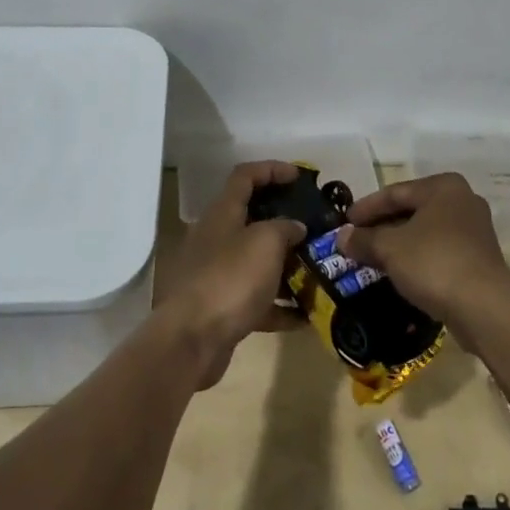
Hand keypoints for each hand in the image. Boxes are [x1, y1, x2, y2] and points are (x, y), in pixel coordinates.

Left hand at [156, 161, 306, 386]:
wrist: (192, 339)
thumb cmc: (231, 278)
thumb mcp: (266, 242)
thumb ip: (285, 228)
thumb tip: (295, 228)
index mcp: (223, 213)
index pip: (245, 176)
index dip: (271, 169)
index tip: (299, 176)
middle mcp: (216, 238)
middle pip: (252, 219)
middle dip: (284, 222)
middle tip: (314, 227)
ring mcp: (216, 274)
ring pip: (256, 261)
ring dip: (286, 266)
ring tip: (317, 271)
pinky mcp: (221, 307)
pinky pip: (256, 299)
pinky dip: (279, 305)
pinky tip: (305, 316)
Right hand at [338, 174, 509, 332]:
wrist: (485, 309)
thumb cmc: (434, 263)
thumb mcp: (390, 249)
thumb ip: (363, 239)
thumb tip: (341, 237)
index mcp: (443, 187)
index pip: (394, 192)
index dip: (365, 208)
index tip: (343, 222)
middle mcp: (462, 200)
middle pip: (411, 210)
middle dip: (381, 226)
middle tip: (355, 239)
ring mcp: (474, 230)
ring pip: (425, 231)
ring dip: (397, 243)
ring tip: (371, 256)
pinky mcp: (478, 257)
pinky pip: (438, 249)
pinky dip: (416, 256)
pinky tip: (398, 271)